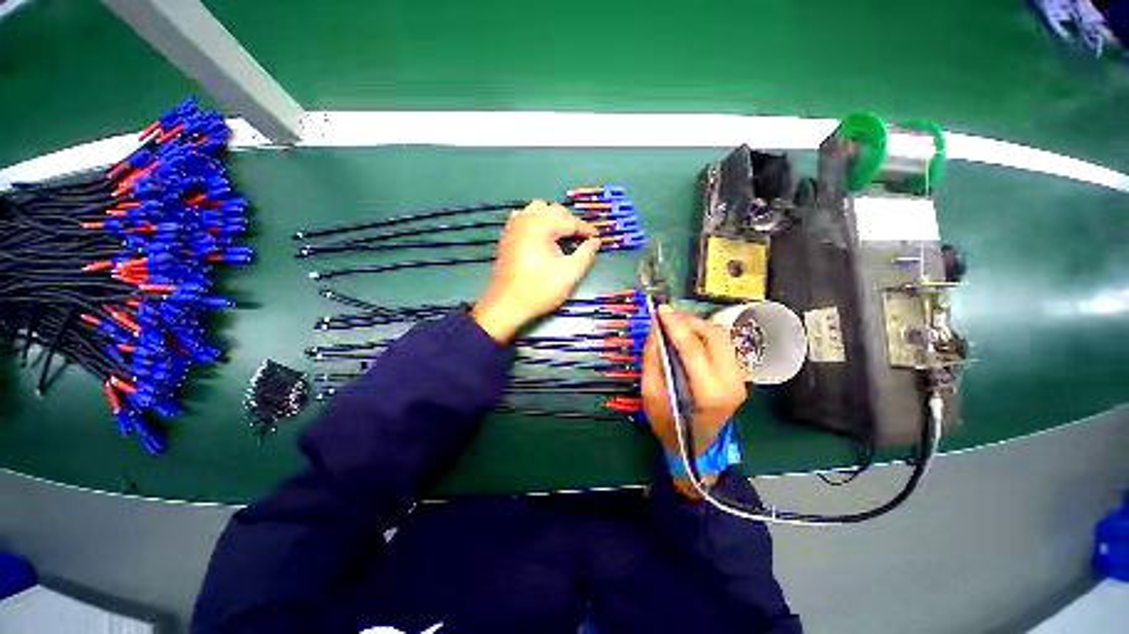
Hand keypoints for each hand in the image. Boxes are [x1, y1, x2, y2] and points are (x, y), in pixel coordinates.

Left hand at [472, 200, 600, 341]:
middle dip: (571, 222)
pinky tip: (542, 235)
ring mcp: (513, 227)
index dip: (586, 229)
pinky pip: (524, 218)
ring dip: (553, 218)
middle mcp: (525, 220)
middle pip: (554, 211)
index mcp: (541, 226)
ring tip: (563, 235)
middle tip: (582, 239)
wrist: (507, 305)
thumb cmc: (540, 289)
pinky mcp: (507, 236)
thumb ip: (586, 254)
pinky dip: (536, 221)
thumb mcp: (570, 274)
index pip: (570, 221)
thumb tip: (595, 241)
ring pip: (538, 210)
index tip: (597, 238)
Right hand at [642, 306, 746, 494]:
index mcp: (709, 393)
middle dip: (688, 321)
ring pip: (722, 337)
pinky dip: (704, 334)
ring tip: (675, 324)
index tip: (660, 310)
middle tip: (666, 317)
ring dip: (697, 325)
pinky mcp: (738, 376)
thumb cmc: (669, 426)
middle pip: (714, 335)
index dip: (675, 325)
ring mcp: (740, 379)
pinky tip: (688, 336)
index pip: (693, 347)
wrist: (696, 448)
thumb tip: (654, 331)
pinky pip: (723, 345)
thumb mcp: (651, 395)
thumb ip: (653, 361)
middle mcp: (731, 383)